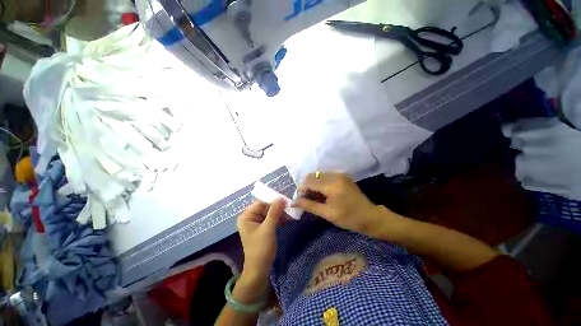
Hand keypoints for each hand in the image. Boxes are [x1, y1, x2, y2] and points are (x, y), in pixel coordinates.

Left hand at [237, 199, 285, 288]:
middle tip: (290, 206)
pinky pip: (272, 218)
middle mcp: (251, 217)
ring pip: (270, 212)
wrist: (259, 270)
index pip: (261, 203)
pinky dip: (279, 218)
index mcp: (247, 216)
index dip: (273, 200)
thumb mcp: (268, 229)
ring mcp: (257, 222)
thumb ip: (274, 213)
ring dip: (280, 213)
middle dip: (278, 207)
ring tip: (291, 213)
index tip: (286, 199)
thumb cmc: (261, 249)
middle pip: (266, 207)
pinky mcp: (263, 227)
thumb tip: (281, 198)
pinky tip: (288, 219)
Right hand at [294, 172, 403, 238]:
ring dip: (313, 184)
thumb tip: (294, 202)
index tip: (299, 199)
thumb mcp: (327, 213)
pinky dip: (321, 183)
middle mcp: (335, 175)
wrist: (370, 216)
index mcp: (332, 185)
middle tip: (307, 198)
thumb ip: (309, 205)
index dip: (301, 189)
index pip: (309, 182)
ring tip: (315, 197)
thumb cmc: (348, 218)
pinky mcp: (343, 176)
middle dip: (307, 186)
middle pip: (313, 176)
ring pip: (319, 175)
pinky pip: (326, 176)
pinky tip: (323, 193)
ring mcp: (340, 174)